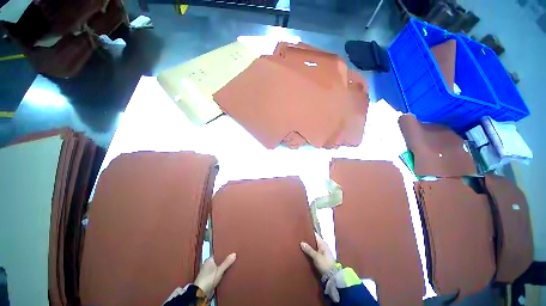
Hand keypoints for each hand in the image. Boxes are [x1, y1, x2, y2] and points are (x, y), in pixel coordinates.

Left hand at [194, 253, 235, 296]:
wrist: (201, 292)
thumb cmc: (209, 278)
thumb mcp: (220, 270)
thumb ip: (227, 262)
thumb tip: (234, 253)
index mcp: (208, 260)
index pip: (217, 254)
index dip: (223, 254)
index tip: (230, 253)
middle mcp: (206, 265)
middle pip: (217, 261)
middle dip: (223, 261)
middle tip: (231, 260)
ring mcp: (206, 273)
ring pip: (216, 268)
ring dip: (221, 268)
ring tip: (230, 266)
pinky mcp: (207, 279)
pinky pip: (215, 274)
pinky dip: (219, 274)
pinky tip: (225, 274)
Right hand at [300, 233, 334, 274]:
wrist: (333, 277)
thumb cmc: (325, 264)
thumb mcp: (316, 257)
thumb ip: (309, 249)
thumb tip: (301, 242)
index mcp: (323, 243)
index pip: (315, 235)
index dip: (309, 233)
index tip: (302, 232)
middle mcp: (323, 246)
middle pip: (314, 241)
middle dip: (308, 240)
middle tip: (299, 239)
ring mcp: (323, 252)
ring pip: (314, 247)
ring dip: (309, 246)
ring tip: (300, 245)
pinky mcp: (322, 258)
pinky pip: (314, 252)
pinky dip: (310, 252)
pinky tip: (305, 252)